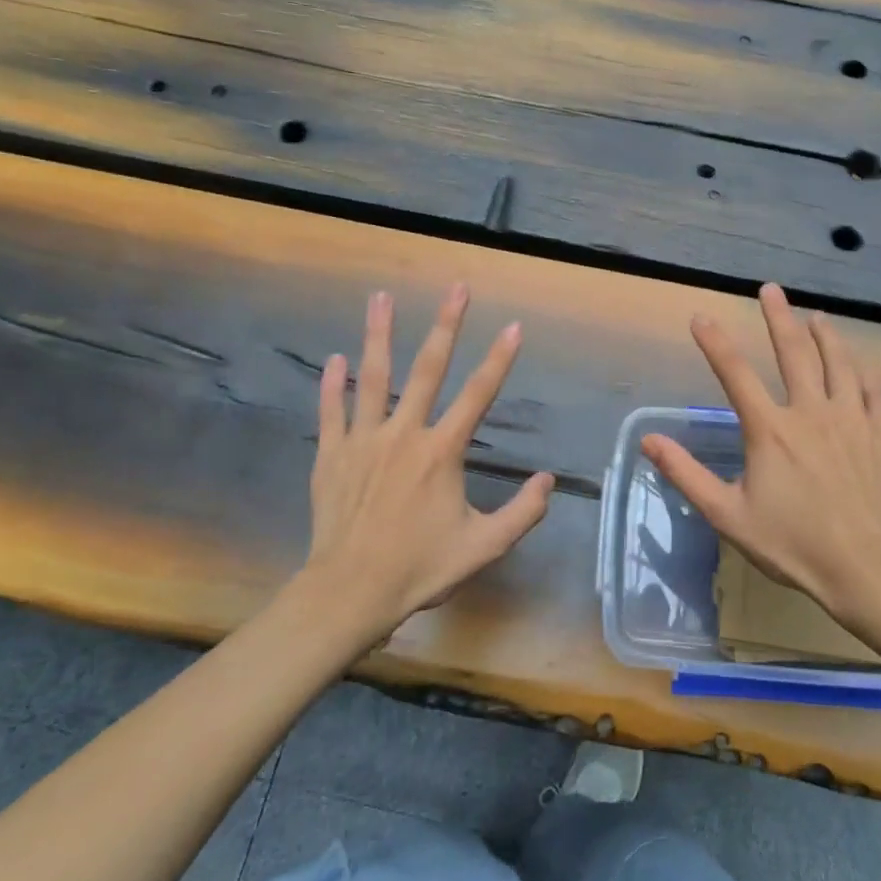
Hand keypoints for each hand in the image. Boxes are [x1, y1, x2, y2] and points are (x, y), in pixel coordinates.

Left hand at [297, 283, 554, 641]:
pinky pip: (332, 411)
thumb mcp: (483, 547)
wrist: (351, 592)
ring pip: (373, 377)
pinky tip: (335, 359)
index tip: (514, 326)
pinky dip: (332, 384)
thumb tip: (547, 481)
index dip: (499, 359)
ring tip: (380, 297)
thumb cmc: (420, 568)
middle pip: (427, 369)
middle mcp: (404, 434)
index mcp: (442, 452)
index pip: (478, 395)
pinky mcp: (332, 455)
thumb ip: (521, 513)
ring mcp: (364, 441)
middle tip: (456, 288)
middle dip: (445, 325)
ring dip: (378, 334)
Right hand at [641, 283, 880, 632]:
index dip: (715, 343)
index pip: (735, 374)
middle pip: (793, 353)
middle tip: (771, 290)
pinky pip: (874, 393)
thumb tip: (648, 441)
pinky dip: (865, 374)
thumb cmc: (794, 545)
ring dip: (826, 336)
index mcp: (770, 430)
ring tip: (818, 317)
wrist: (869, 568)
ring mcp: (851, 420)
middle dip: (779, 318)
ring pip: (839, 364)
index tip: (700, 317)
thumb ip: (687, 475)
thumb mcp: (728, 515)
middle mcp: (810, 412)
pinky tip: (861, 367)